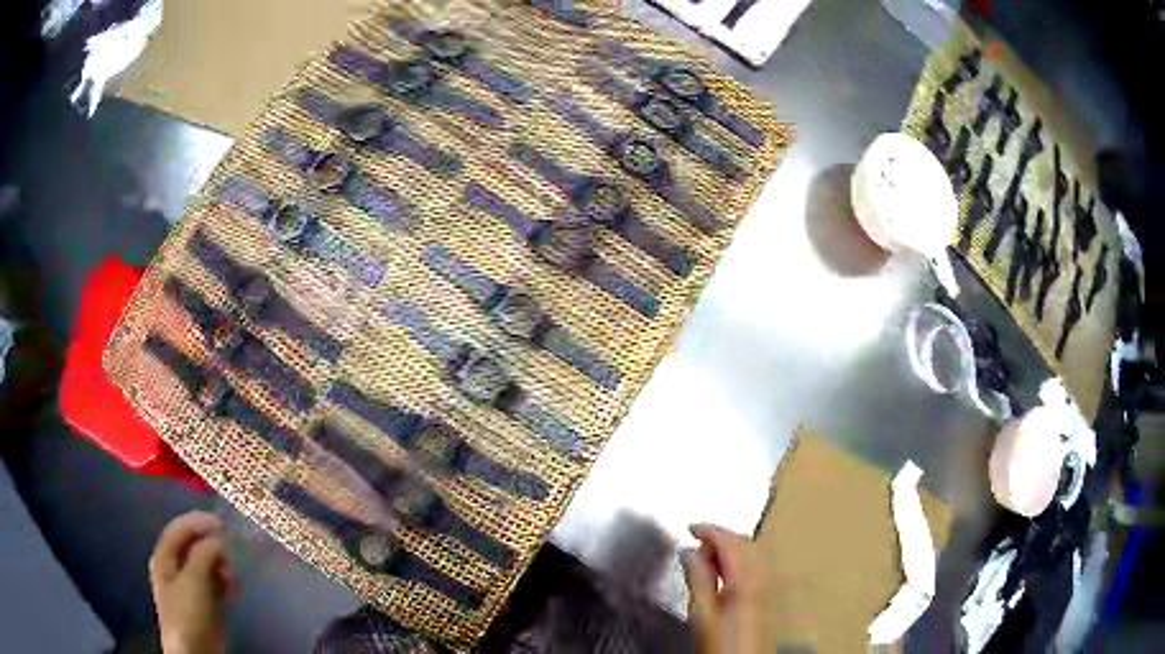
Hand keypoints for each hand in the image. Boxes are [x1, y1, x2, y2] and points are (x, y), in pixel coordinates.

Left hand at [149, 511, 232, 653]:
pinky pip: (213, 582)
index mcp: (164, 557)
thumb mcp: (194, 580)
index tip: (222, 525)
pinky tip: (233, 585)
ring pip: (205, 564)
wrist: (196, 653)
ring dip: (219, 563)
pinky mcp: (203, 602)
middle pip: (192, 545)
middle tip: (230, 549)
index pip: (179, 528)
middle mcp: (174, 567)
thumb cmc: (187, 612)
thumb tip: (219, 537)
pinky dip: (223, 580)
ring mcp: (189, 586)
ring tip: (232, 572)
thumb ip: (204, 554)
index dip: (198, 522)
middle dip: (211, 544)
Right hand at [681, 524, 773, 653]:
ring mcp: (768, 585)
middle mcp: (762, 576)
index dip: (709, 530)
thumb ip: (697, 579)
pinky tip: (724, 572)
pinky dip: (738, 559)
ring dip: (730, 548)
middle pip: (744, 543)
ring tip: (705, 558)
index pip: (730, 541)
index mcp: (746, 578)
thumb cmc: (722, 643)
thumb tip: (689, 552)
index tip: (689, 528)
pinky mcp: (767, 595)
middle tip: (695, 545)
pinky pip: (755, 564)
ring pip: (751, 552)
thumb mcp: (702, 614)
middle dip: (720, 537)